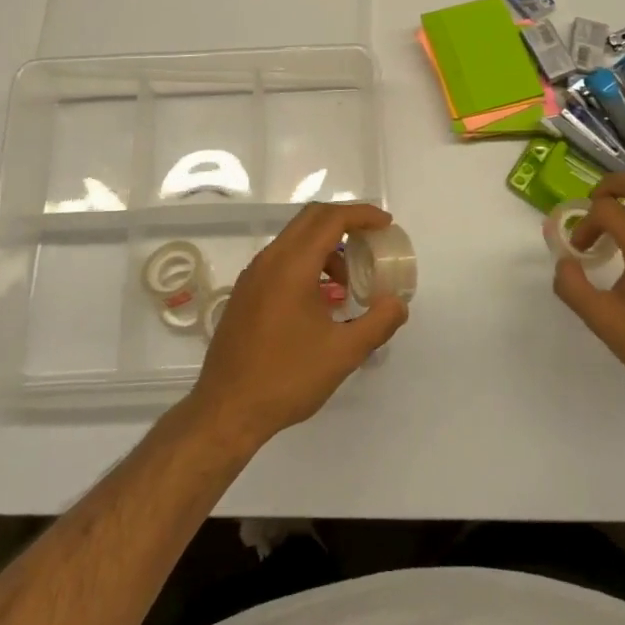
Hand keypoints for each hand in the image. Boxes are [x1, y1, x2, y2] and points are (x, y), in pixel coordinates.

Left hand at [188, 203, 408, 452]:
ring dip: (325, 248)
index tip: (386, 224)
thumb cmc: (287, 377)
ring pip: (294, 240)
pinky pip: (280, 260)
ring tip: (346, 284)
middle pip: (310, 219)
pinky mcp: (245, 293)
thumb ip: (377, 323)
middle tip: (371, 242)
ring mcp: (253, 275)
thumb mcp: (343, 353)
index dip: (362, 215)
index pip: (331, 219)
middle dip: (345, 223)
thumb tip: (397, 304)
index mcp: (292, 265)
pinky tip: (319, 301)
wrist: (227, 409)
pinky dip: (306, 263)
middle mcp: (269, 260)